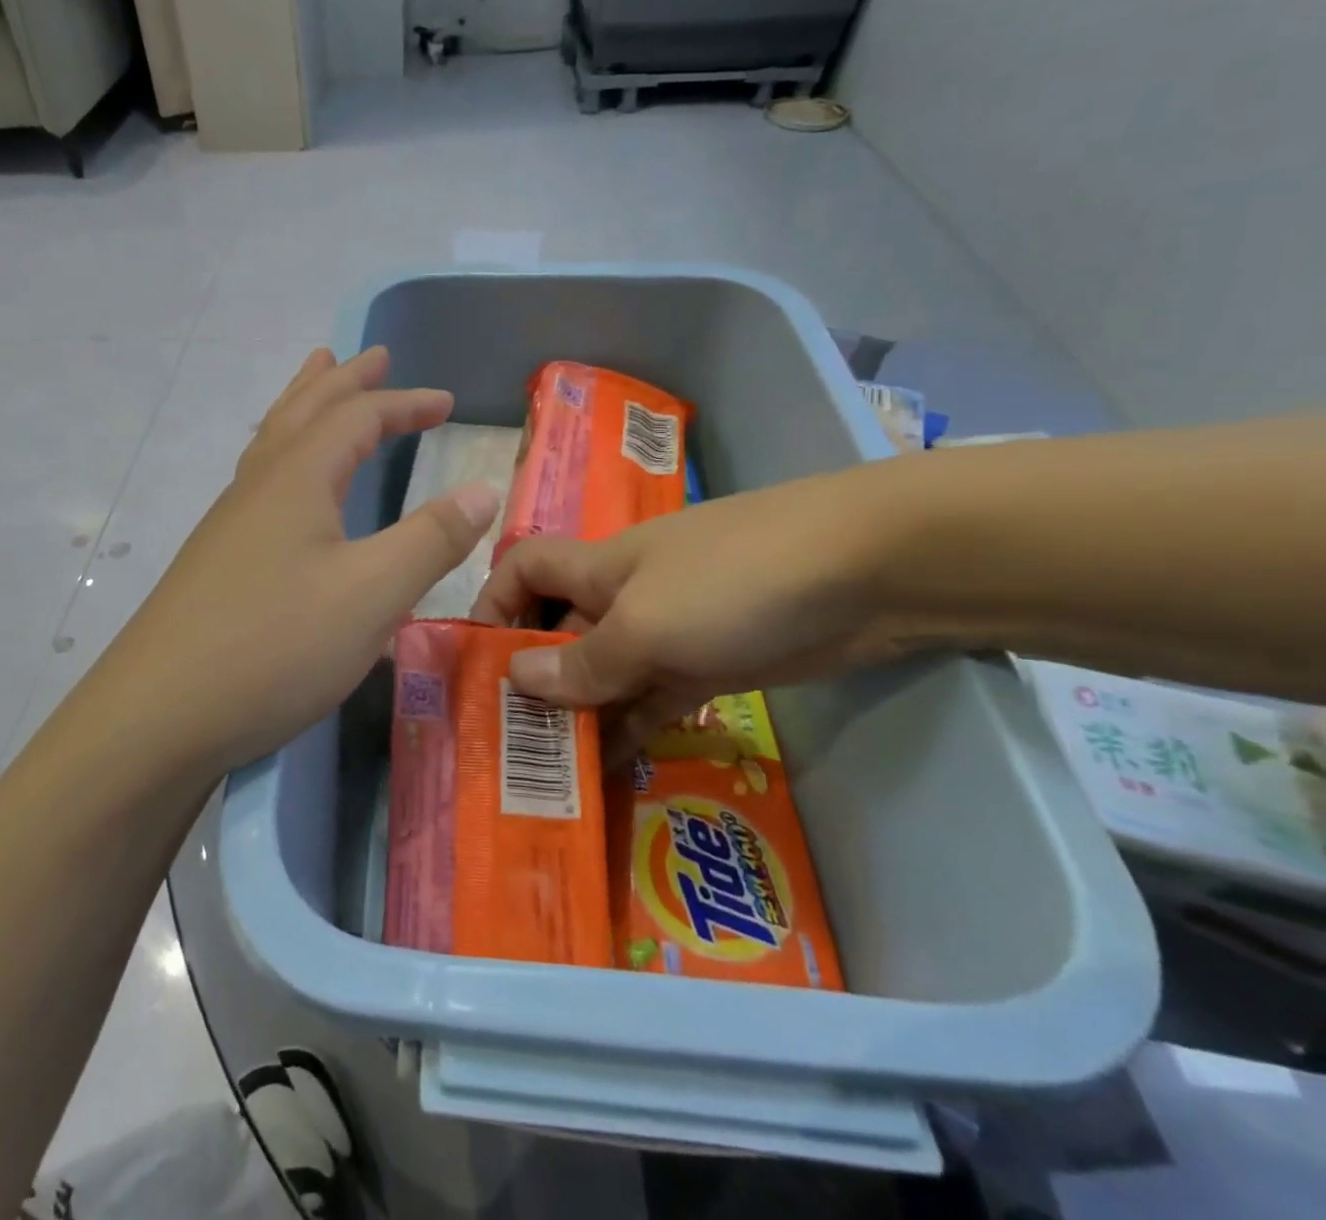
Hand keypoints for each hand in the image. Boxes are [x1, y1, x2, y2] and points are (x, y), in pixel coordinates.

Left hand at [88, 347, 500, 773]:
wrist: (159, 715)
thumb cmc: (274, 647)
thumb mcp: (371, 594)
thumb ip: (430, 539)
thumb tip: (482, 489)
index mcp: (296, 478)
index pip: (358, 416)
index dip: (405, 403)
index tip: (447, 402)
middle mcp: (258, 487)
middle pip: (304, 410)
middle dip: (346, 380)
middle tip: (375, 355)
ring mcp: (230, 524)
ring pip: (273, 441)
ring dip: (304, 404)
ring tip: (317, 380)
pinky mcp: (217, 561)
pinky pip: (260, 480)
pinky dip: (285, 453)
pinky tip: (286, 484)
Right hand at [470, 467, 910, 752]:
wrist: (867, 571)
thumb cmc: (734, 582)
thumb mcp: (646, 625)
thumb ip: (582, 661)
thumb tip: (517, 680)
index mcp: (597, 569)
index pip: (523, 570)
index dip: (493, 603)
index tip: (477, 662)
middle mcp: (622, 597)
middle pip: (558, 632)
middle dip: (530, 679)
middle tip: (505, 745)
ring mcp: (668, 633)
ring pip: (604, 675)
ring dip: (578, 716)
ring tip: (545, 776)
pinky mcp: (709, 667)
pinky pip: (651, 700)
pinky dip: (627, 731)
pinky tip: (604, 774)